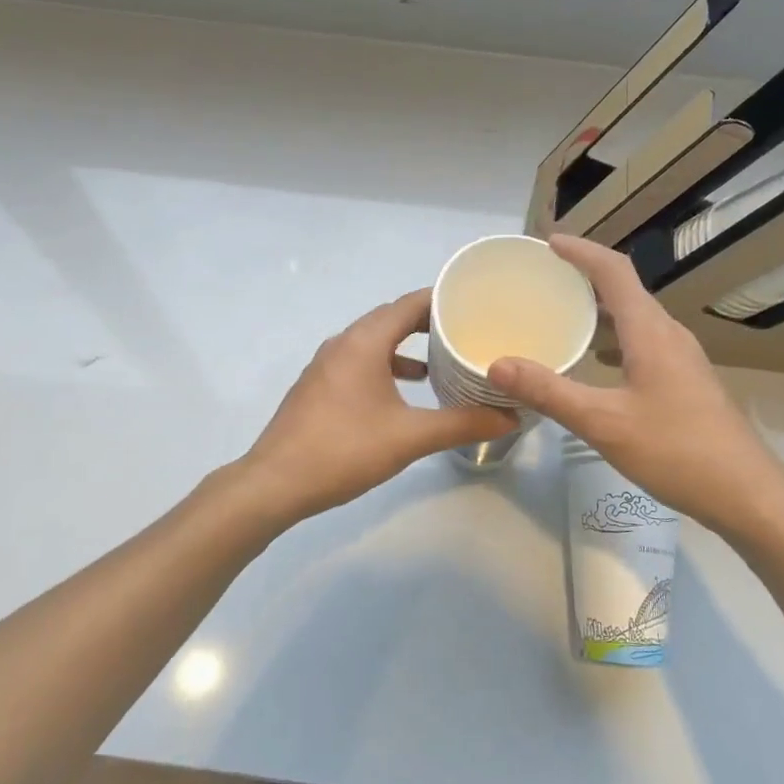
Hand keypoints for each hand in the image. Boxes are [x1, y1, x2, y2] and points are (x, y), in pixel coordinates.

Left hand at [241, 289, 517, 518]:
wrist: (274, 483)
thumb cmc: (344, 450)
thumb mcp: (409, 437)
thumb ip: (461, 424)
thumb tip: (509, 416)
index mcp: (363, 342)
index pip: (409, 303)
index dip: (443, 300)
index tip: (476, 304)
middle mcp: (343, 343)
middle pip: (391, 318)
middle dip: (428, 322)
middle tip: (467, 330)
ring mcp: (326, 364)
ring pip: (374, 341)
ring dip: (406, 345)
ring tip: (442, 360)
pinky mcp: (319, 386)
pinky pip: (360, 360)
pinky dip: (386, 364)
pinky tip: (405, 391)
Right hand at [487, 235, 783, 531]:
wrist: (746, 492)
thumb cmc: (676, 450)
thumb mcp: (603, 422)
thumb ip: (549, 391)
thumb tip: (497, 364)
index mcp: (650, 331)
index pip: (614, 271)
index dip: (581, 251)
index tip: (548, 242)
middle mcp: (669, 334)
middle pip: (626, 288)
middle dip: (586, 275)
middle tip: (545, 277)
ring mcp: (682, 357)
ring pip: (637, 317)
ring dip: (601, 307)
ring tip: (564, 313)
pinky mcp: (687, 380)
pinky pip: (644, 341)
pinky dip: (615, 337)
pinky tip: (597, 362)